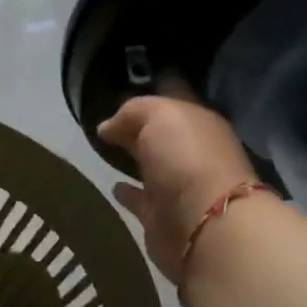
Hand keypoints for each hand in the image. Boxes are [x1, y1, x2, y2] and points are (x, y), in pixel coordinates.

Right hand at [98, 93, 260, 282]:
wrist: (203, 222)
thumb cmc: (186, 158)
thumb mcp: (159, 116)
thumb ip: (132, 112)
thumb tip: (107, 127)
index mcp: (199, 122)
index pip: (173, 98)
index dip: (151, 89)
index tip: (123, 84)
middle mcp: (192, 152)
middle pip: (161, 133)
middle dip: (138, 125)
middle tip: (104, 116)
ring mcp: (178, 185)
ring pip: (151, 165)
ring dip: (134, 158)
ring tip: (104, 149)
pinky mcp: (161, 215)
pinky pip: (140, 199)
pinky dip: (128, 193)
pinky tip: (112, 185)